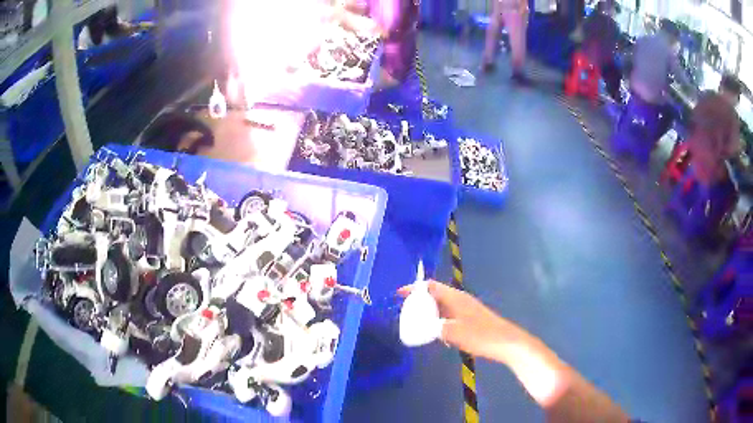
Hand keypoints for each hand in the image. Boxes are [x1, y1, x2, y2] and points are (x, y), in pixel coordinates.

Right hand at [398, 281, 519, 359]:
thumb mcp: (453, 333)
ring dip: (429, 311)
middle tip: (405, 311)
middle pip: (435, 294)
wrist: (506, 342)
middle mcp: (460, 299)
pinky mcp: (471, 318)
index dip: (414, 288)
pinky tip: (437, 332)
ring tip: (417, 322)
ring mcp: (467, 309)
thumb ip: (435, 328)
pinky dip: (439, 319)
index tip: (399, 294)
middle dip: (419, 300)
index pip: (431, 286)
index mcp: (455, 298)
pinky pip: (449, 314)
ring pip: (442, 305)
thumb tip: (422, 326)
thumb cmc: (481, 335)